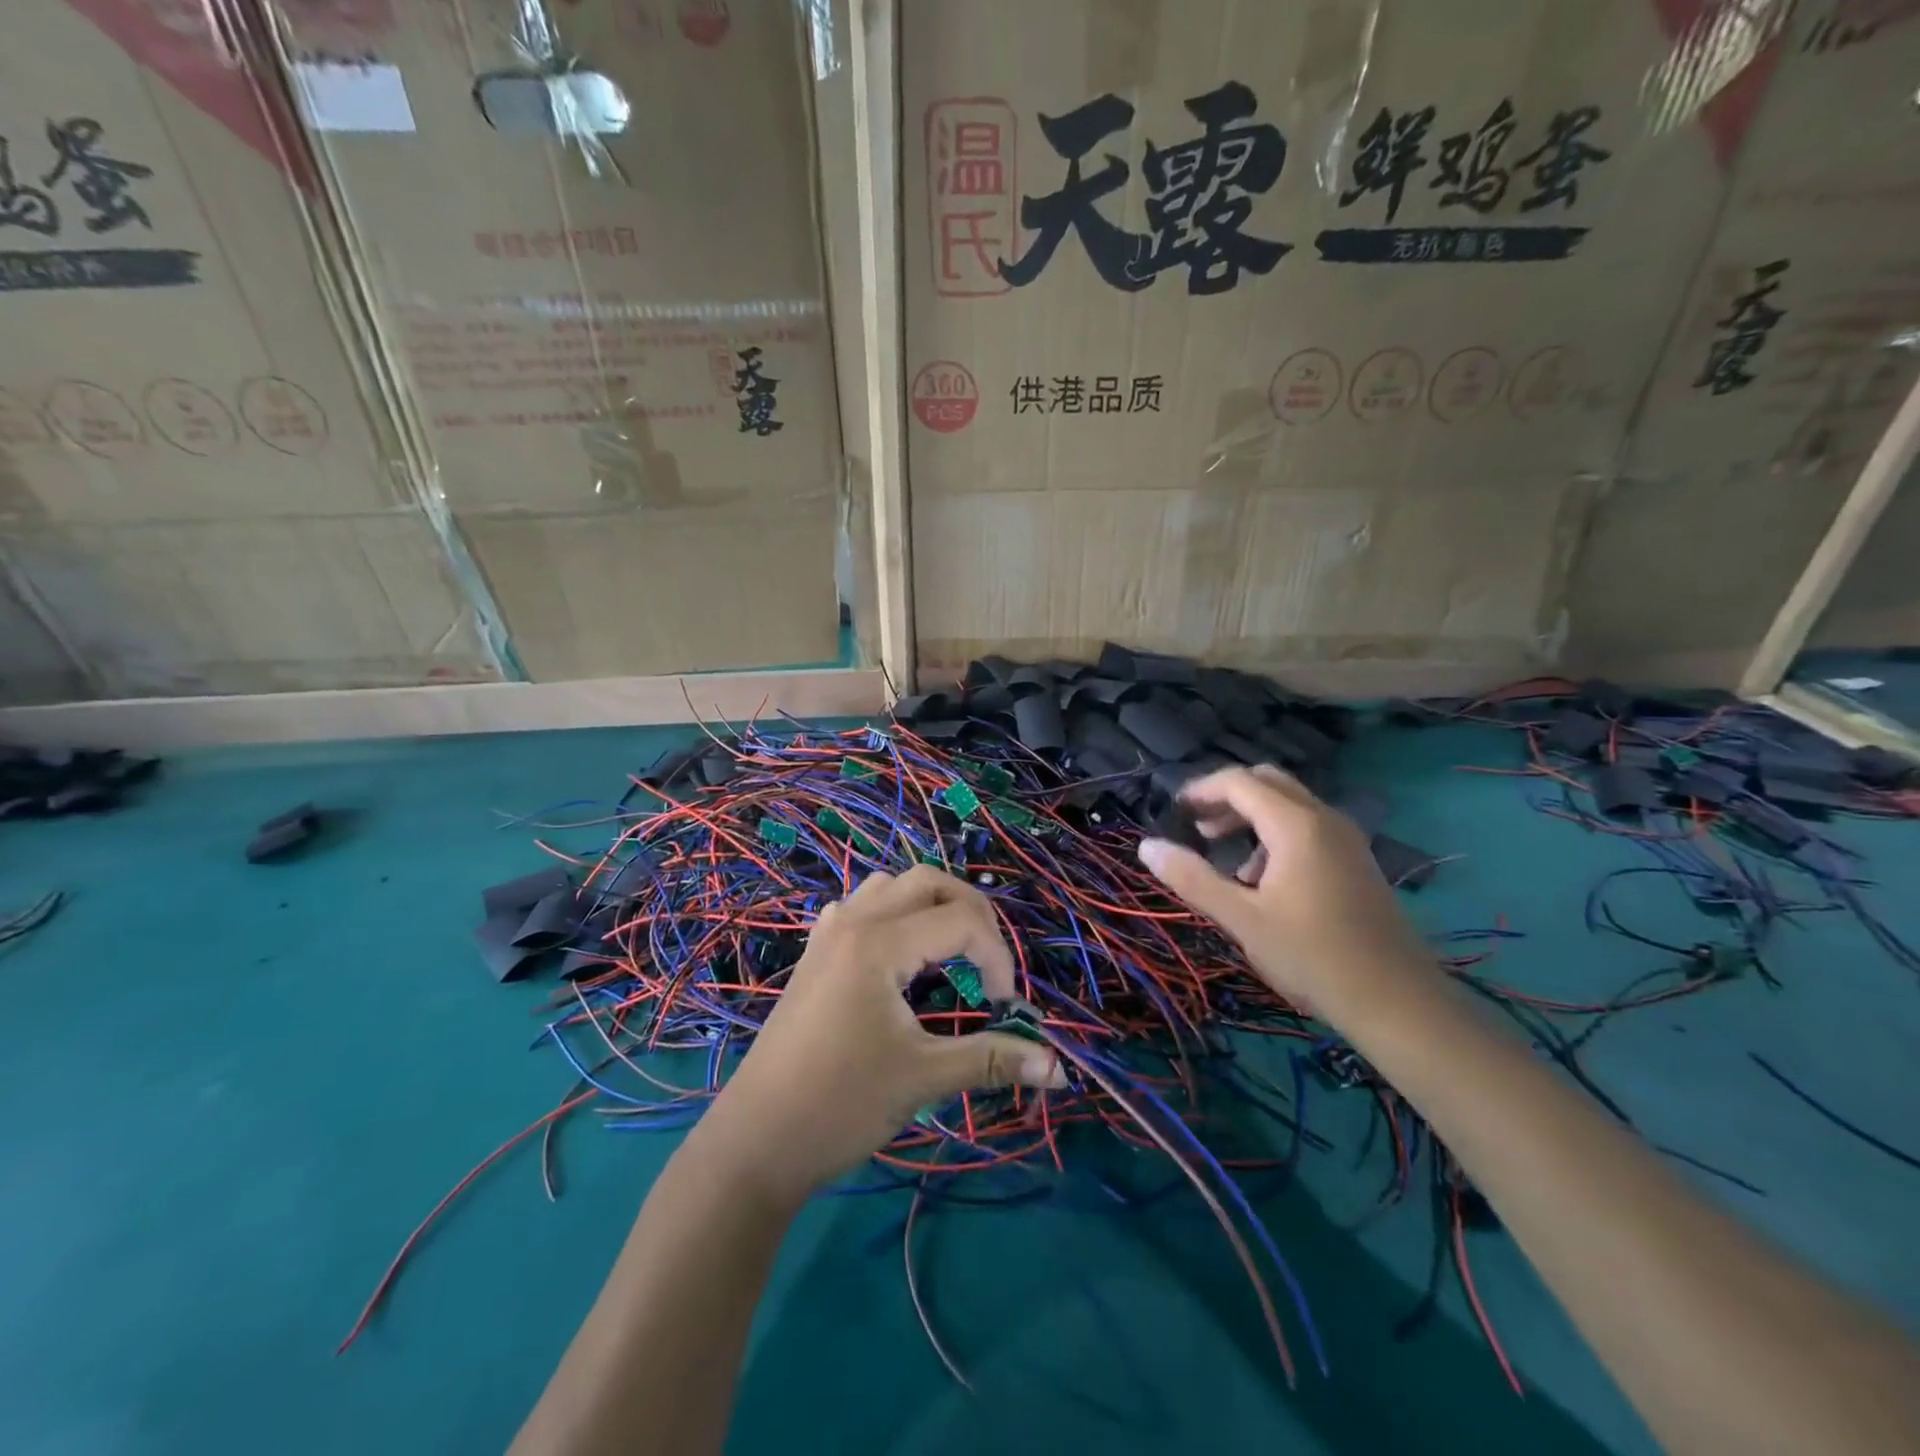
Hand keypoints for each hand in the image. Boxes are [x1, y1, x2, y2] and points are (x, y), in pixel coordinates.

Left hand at [698, 866, 1063, 1204]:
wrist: (755, 1143)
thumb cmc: (840, 1105)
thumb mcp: (922, 1078)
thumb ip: (991, 1060)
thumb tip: (1057, 1066)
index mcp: (879, 942)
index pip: (962, 920)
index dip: (998, 958)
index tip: (1005, 1008)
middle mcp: (853, 921)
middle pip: (928, 881)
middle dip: (972, 912)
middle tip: (989, 963)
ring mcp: (828, 934)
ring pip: (890, 886)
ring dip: (930, 906)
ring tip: (950, 952)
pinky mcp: (814, 955)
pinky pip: (860, 907)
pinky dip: (892, 915)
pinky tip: (897, 955)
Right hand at [1135, 765, 1438, 1025]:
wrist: (1398, 1001)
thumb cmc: (1312, 957)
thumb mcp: (1242, 919)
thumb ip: (1192, 878)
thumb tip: (1147, 846)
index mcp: (1296, 824)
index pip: (1238, 781)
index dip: (1200, 790)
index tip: (1173, 814)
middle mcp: (1324, 818)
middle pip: (1266, 782)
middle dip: (1226, 798)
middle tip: (1198, 829)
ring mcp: (1346, 838)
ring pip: (1288, 804)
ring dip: (1251, 817)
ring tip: (1227, 862)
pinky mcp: (1356, 859)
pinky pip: (1307, 826)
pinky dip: (1276, 834)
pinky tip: (1265, 881)